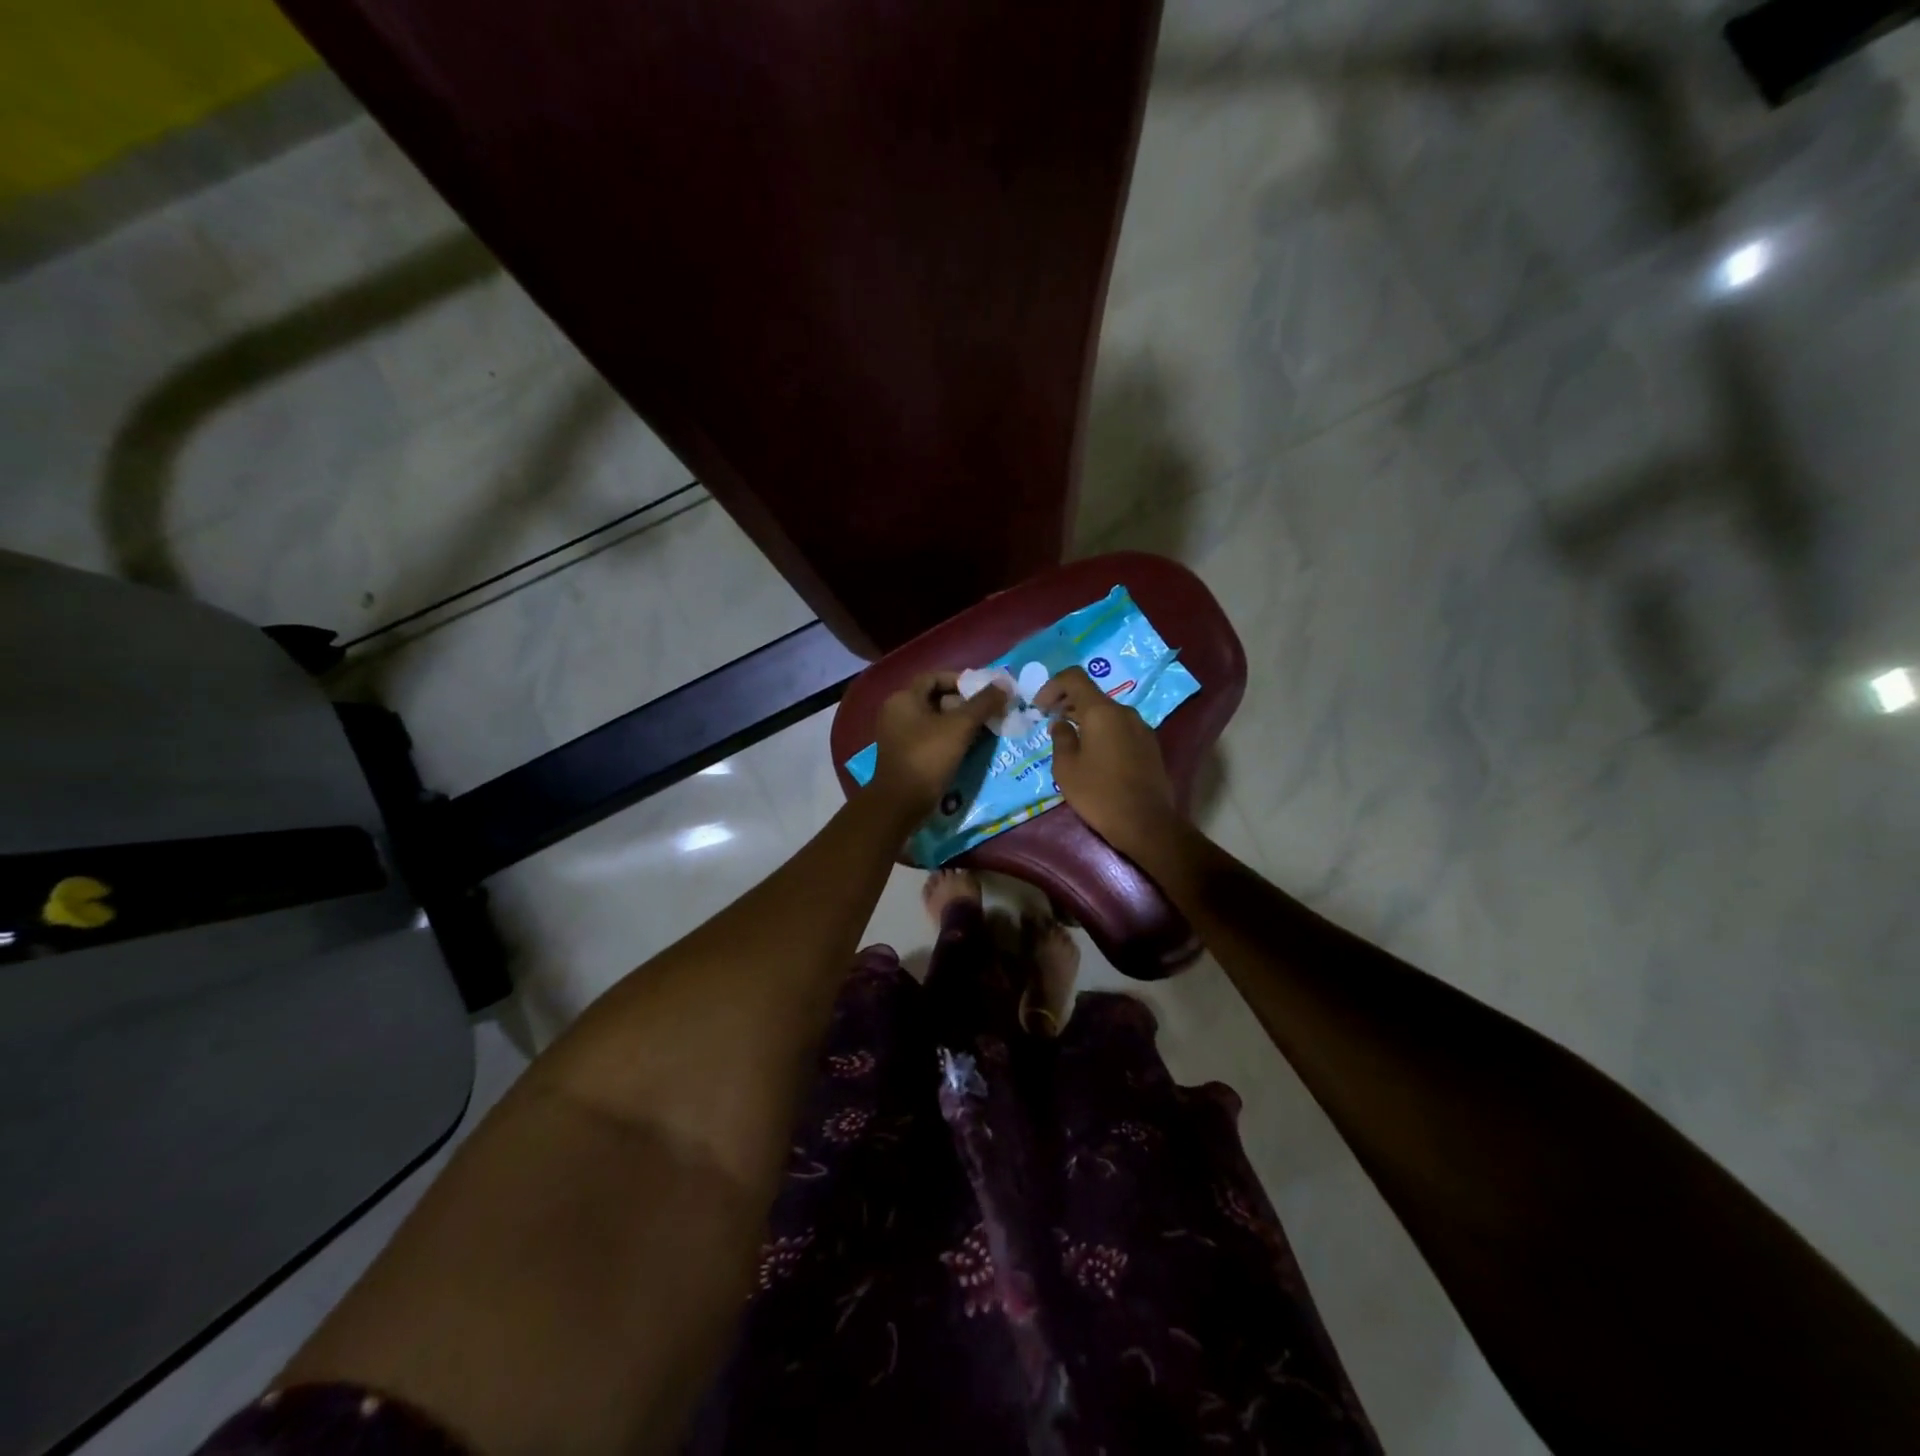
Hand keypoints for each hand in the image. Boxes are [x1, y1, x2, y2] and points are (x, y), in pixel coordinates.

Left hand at [868, 672, 1007, 821]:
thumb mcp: (960, 727)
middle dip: (964, 704)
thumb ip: (983, 703)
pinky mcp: (904, 755)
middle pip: (935, 698)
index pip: (934, 677)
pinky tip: (969, 747)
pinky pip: (930, 738)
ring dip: (959, 723)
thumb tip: (1004, 683)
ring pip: (934, 720)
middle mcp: (896, 712)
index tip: (983, 692)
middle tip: (988, 712)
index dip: (960, 681)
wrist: (902, 803)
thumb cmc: (928, 757)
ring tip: (984, 729)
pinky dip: (949, 738)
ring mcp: (898, 735)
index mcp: (903, 698)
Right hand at [1036, 666, 1178, 857]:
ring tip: (1070, 740)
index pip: (1074, 678)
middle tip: (1050, 722)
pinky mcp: (1149, 745)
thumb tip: (1061, 723)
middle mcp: (1124, 712)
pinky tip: (1094, 754)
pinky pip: (1120, 727)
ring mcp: (1141, 728)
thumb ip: (1060, 738)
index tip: (1040, 707)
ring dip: (1086, 718)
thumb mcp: (1066, 768)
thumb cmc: (1099, 793)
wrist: (1146, 822)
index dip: (1052, 685)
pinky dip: (1103, 731)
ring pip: (1107, 712)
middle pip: (1092, 694)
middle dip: (1067, 703)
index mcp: (1101, 711)